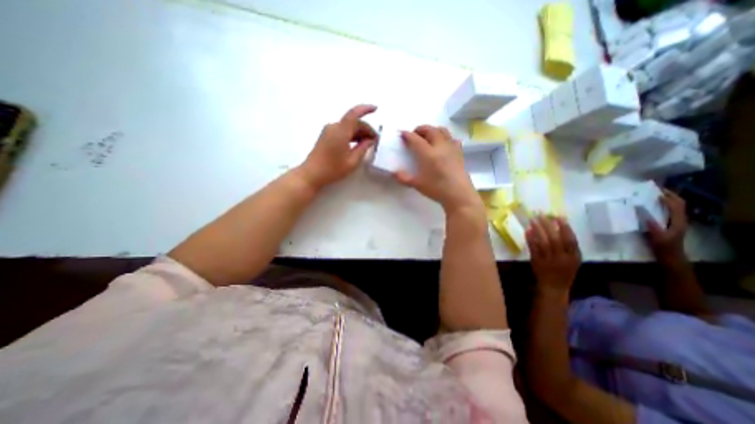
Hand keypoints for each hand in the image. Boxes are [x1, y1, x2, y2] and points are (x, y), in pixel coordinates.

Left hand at [300, 104, 376, 188]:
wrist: (312, 174)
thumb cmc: (333, 169)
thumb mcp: (352, 161)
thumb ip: (363, 148)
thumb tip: (370, 140)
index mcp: (341, 131)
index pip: (354, 114)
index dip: (366, 109)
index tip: (376, 109)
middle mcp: (334, 127)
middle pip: (353, 122)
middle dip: (366, 129)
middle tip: (375, 140)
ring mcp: (329, 131)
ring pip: (348, 126)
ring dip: (359, 132)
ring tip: (368, 144)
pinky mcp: (326, 136)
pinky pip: (342, 131)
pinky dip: (352, 135)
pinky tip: (357, 144)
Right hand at [392, 124, 480, 210]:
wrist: (458, 194)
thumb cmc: (437, 189)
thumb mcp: (417, 185)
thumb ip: (404, 178)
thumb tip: (393, 172)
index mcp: (428, 154)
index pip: (415, 139)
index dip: (407, 135)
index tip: (402, 133)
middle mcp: (440, 146)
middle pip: (430, 130)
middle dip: (420, 129)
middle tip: (414, 134)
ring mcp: (451, 148)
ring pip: (442, 131)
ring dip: (433, 130)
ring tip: (427, 136)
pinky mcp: (459, 152)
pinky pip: (452, 138)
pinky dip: (445, 137)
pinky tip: (443, 144)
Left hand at [526, 216, 578, 294]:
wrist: (553, 287)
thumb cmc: (564, 272)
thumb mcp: (572, 260)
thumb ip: (568, 246)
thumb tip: (558, 226)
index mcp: (574, 257)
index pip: (571, 240)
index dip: (565, 227)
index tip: (558, 216)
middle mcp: (562, 258)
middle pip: (555, 239)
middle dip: (548, 225)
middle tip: (540, 215)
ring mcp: (549, 260)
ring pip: (543, 242)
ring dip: (537, 230)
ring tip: (533, 220)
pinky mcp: (537, 262)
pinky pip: (533, 248)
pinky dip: (530, 239)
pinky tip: (527, 231)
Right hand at [646, 189, 688, 260]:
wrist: (671, 257)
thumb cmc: (664, 247)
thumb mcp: (658, 238)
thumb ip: (653, 227)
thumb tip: (644, 215)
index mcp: (678, 222)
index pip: (676, 206)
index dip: (668, 198)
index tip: (655, 192)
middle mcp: (679, 220)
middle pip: (679, 204)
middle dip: (670, 195)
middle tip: (656, 188)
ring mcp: (675, 222)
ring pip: (675, 206)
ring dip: (668, 199)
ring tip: (655, 193)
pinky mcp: (670, 224)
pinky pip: (669, 211)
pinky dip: (664, 205)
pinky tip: (653, 205)